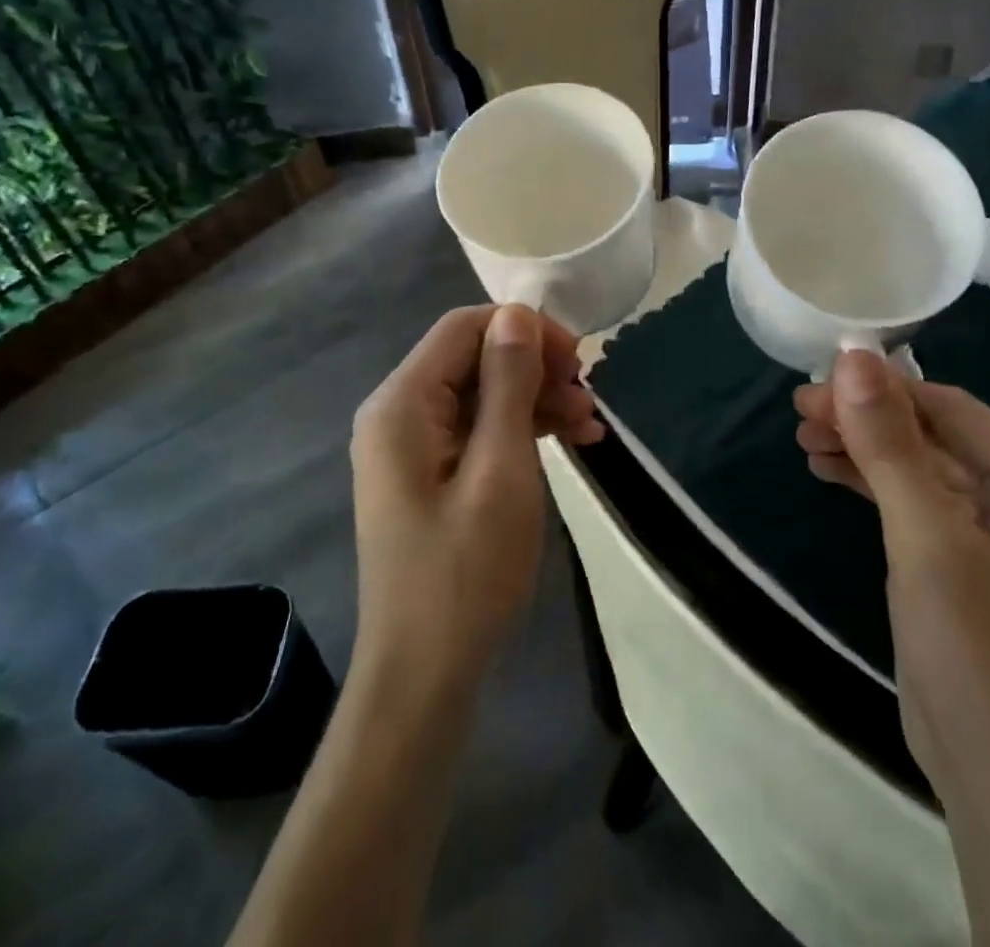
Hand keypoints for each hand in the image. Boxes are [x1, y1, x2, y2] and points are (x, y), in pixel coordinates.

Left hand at [349, 305, 603, 703]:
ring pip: (483, 393)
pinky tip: (571, 442)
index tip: (577, 360)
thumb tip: (518, 313)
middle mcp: (398, 413)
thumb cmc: (465, 574)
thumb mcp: (501, 470)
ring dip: (537, 400)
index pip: (464, 328)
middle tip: (589, 397)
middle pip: (474, 358)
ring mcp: (412, 446)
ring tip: (590, 425)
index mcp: (402, 404)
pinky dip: (523, 430)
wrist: (425, 676)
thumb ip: (509, 384)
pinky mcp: (429, 474)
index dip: (525, 330)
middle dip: (536, 369)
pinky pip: (479, 430)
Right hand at [795, 353, 989, 864]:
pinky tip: (829, 471)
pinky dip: (872, 484)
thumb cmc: (981, 664)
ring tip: (805, 441)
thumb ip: (890, 447)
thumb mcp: (929, 545)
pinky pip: (916, 501)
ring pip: (919, 466)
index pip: (950, 409)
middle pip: (934, 434)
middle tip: (799, 417)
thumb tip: (851, 356)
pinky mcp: (967, 563)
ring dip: (863, 450)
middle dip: (866, 421)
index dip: (878, 392)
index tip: (809, 390)